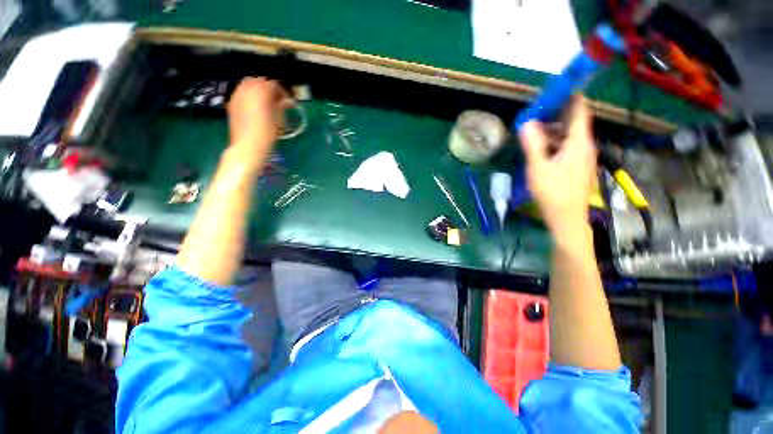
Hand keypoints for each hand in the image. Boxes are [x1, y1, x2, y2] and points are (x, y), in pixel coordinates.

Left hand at [226, 77, 289, 161]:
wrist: (248, 145)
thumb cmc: (267, 133)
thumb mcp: (279, 119)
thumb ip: (282, 106)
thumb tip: (288, 101)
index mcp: (261, 91)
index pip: (274, 84)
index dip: (283, 92)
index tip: (288, 101)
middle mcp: (247, 89)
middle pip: (259, 81)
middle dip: (269, 88)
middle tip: (277, 100)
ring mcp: (237, 95)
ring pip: (248, 84)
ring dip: (258, 90)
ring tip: (266, 102)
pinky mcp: (232, 103)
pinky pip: (241, 92)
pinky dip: (249, 95)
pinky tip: (255, 106)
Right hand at [518, 97, 596, 234]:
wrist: (567, 219)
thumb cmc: (553, 193)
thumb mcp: (539, 168)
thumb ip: (533, 144)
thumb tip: (527, 123)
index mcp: (579, 143)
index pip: (579, 111)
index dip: (571, 97)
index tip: (557, 88)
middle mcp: (584, 147)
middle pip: (574, 122)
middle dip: (557, 113)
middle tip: (537, 109)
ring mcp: (582, 158)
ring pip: (569, 136)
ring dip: (553, 129)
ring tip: (534, 127)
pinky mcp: (576, 167)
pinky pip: (567, 147)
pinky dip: (555, 142)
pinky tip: (541, 148)